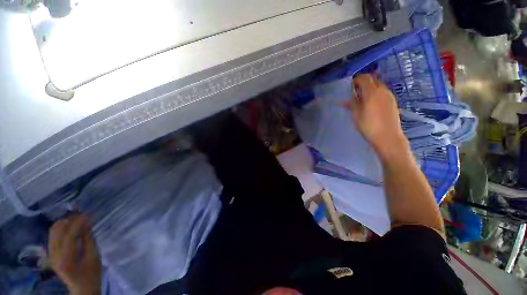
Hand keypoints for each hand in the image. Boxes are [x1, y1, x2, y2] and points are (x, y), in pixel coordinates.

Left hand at [49, 214, 101, 294]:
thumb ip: (88, 238)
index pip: (69, 235)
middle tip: (82, 213)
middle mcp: (54, 256)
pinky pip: (53, 236)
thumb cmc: (92, 273)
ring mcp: (50, 255)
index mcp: (66, 259)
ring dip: (64, 222)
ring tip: (77, 218)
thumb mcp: (94, 256)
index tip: (89, 214)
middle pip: (57, 231)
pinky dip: (61, 228)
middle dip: (69, 220)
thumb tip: (88, 221)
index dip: (78, 222)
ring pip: (53, 232)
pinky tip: (70, 226)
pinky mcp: (50, 254)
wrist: (82, 288)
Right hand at [342, 74, 407, 158]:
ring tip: (362, 100)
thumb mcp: (356, 115)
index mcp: (372, 92)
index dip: (356, 80)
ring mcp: (389, 96)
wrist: (388, 137)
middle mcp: (382, 90)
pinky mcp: (393, 102)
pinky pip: (382, 93)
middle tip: (355, 93)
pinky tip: (371, 105)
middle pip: (372, 80)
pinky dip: (375, 94)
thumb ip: (352, 103)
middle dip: (363, 83)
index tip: (350, 87)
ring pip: (378, 86)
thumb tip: (348, 97)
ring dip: (369, 89)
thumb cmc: (368, 126)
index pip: (364, 78)